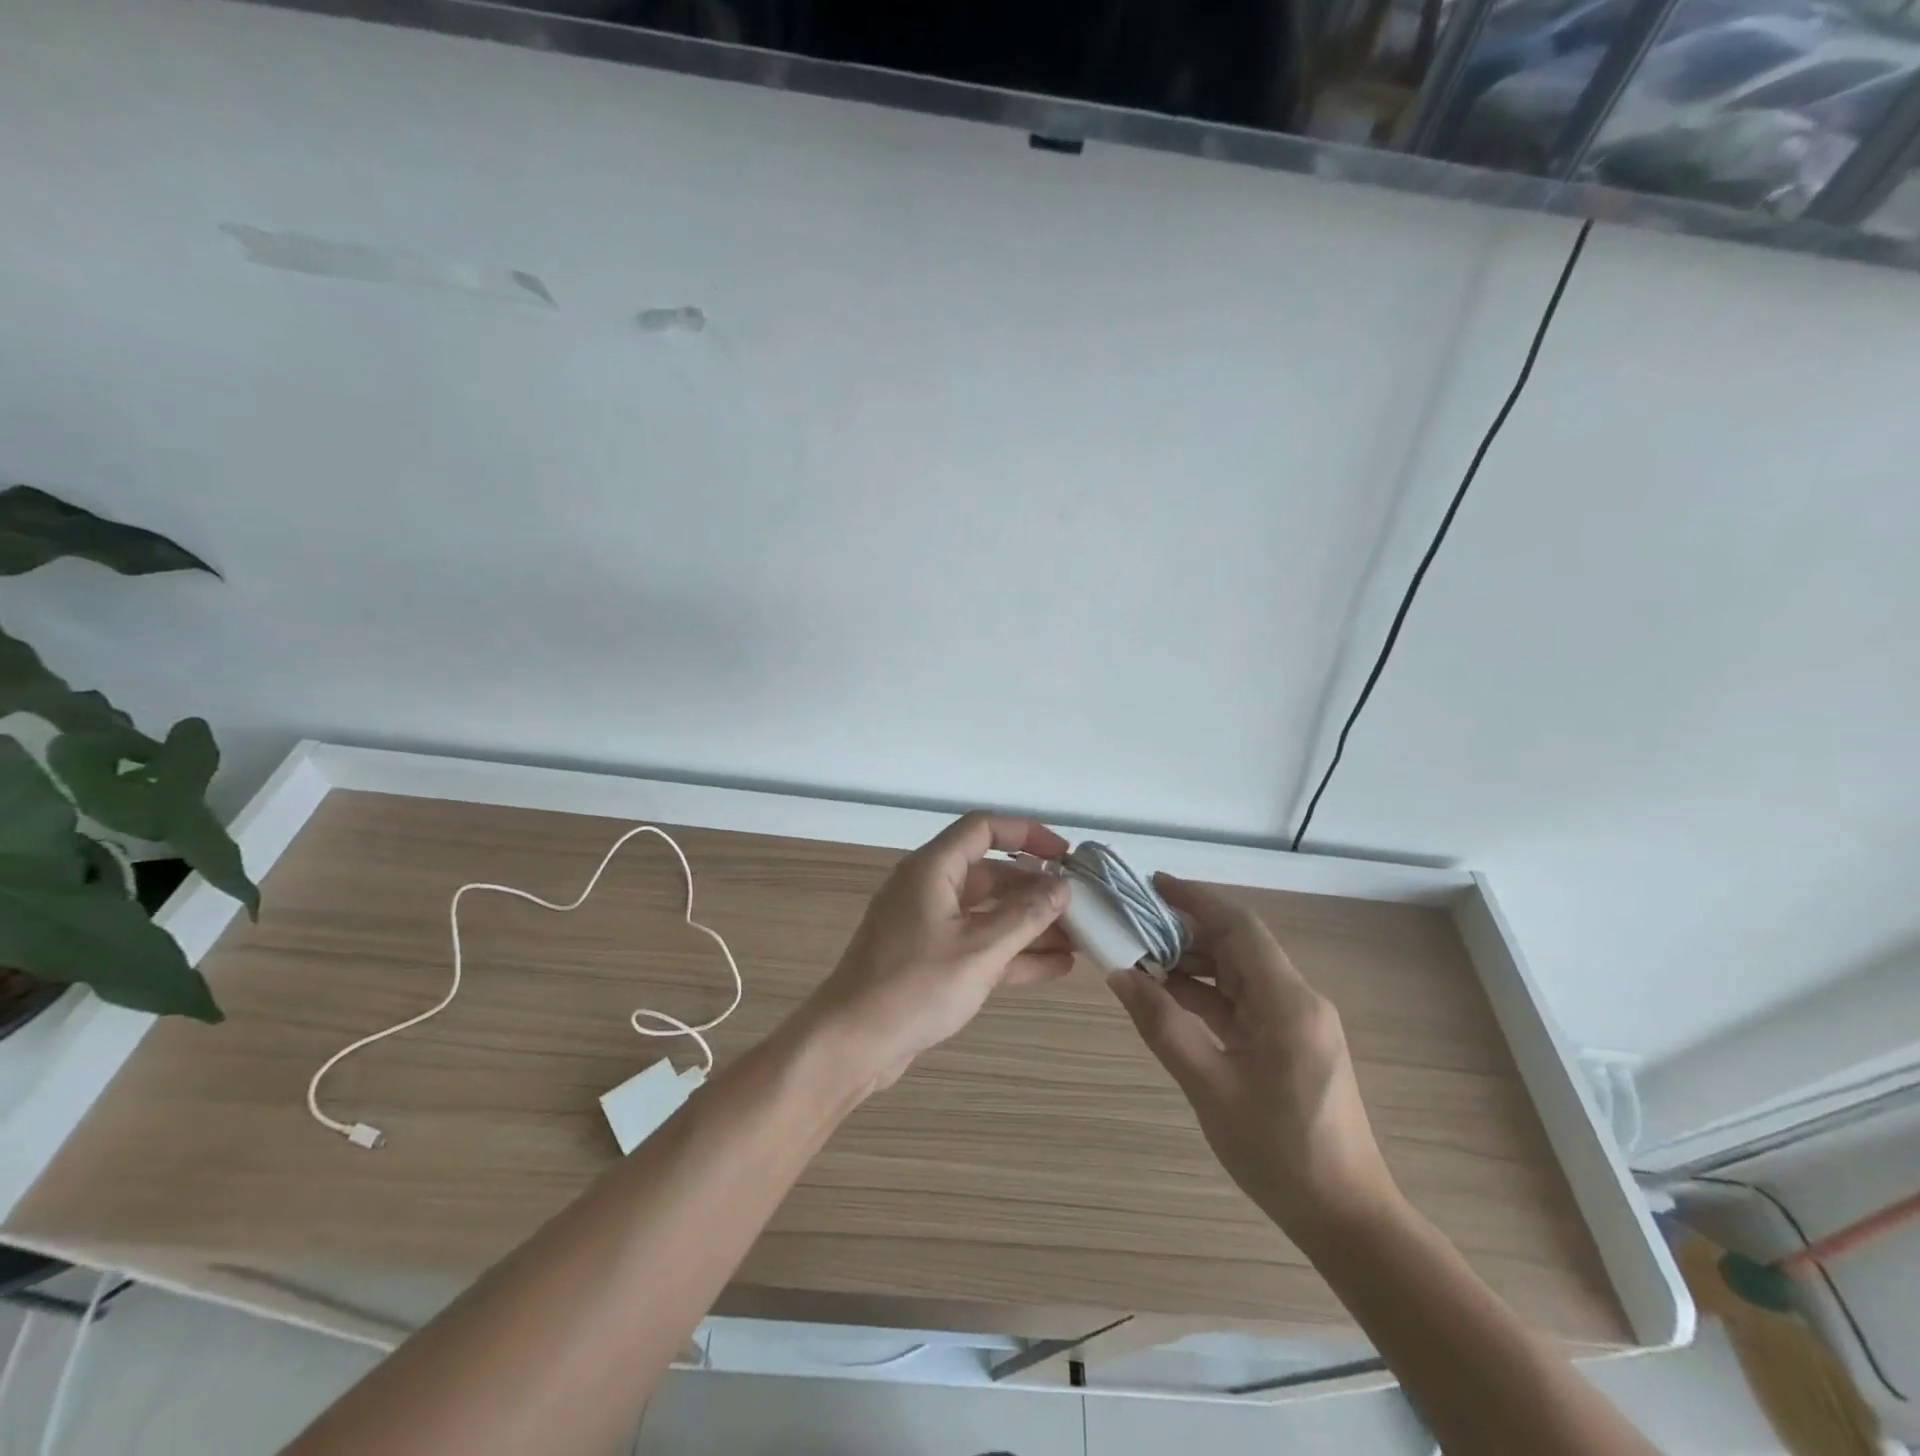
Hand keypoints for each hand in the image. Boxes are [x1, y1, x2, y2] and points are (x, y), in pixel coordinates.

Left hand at [802, 813, 1073, 1092]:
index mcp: (933, 869)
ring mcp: (929, 926)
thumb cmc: (915, 985)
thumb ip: (1026, 916)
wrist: (852, 1043)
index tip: (1066, 856)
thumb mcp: (980, 949)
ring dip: (1031, 924)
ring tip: (1081, 939)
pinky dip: (1013, 952)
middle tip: (1082, 906)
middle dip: (1037, 889)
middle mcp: (930, 889)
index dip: (1027, 834)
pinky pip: (980, 944)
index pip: (984, 829)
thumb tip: (1062, 888)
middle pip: (991, 874)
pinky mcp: (931, 960)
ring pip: (989, 913)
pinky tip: (1056, 966)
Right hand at [1107, 874, 1400, 1241]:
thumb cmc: (1280, 1153)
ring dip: (1192, 963)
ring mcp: (1296, 1022)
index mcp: (1288, 1002)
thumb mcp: (1210, 1087)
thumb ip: (1163, 1026)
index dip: (1196, 899)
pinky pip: (1242, 1002)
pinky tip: (1168, 996)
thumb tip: (1120, 975)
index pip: (1240, 927)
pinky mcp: (1289, 1043)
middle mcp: (1297, 1000)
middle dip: (1185, 930)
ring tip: (1140, 957)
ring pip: (1238, 973)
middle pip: (1237, 946)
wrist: (1347, 1219)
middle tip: (1133, 924)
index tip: (1152, 884)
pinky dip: (1205, 994)